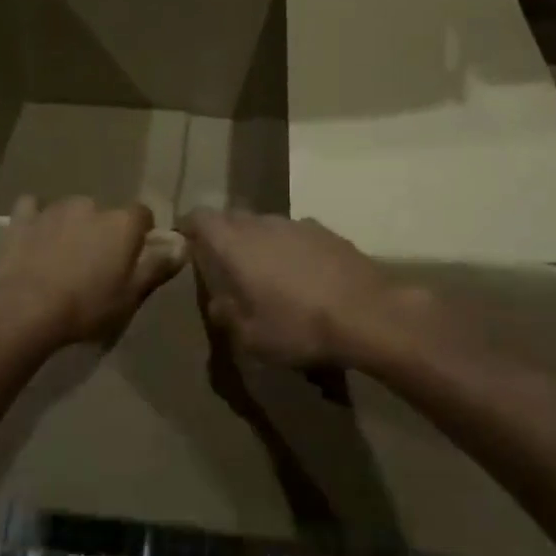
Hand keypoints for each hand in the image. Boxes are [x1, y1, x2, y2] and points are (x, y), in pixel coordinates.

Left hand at [0, 196, 184, 350]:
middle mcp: (91, 206)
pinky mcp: (22, 218)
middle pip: (105, 214)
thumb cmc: (86, 307)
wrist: (22, 309)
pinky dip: (36, 220)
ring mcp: (54, 209)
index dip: (140, 235)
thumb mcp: (130, 296)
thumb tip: (182, 245)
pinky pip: (33, 210)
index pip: (143, 216)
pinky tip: (33, 238)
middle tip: (96, 265)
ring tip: (63, 258)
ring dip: (72, 227)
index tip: (133, 259)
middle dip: (103, 232)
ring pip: (71, 211)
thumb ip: (157, 266)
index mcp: (122, 223)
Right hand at [180, 210, 405, 367]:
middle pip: (233, 218)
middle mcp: (262, 224)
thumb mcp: (252, 337)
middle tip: (225, 265)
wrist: (368, 314)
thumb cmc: (299, 327)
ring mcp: (297, 224)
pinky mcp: (327, 231)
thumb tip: (218, 302)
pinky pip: (295, 234)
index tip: (186, 241)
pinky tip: (303, 275)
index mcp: (235, 244)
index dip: (189, 226)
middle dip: (224, 236)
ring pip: (266, 225)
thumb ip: (227, 315)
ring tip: (266, 273)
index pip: (200, 217)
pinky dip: (290, 248)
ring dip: (259, 242)